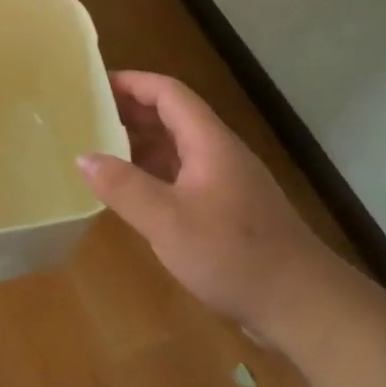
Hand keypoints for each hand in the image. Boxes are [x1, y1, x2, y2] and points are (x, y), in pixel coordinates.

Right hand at [77, 71, 343, 328]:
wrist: (302, 303)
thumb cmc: (233, 254)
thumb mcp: (168, 221)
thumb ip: (124, 187)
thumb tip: (83, 157)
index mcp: (209, 142)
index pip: (169, 93)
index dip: (132, 83)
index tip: (94, 86)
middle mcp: (219, 153)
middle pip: (173, 116)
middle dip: (131, 112)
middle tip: (88, 118)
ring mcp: (227, 182)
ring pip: (178, 148)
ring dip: (142, 145)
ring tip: (101, 151)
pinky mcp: (229, 210)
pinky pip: (184, 177)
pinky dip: (155, 175)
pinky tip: (134, 195)